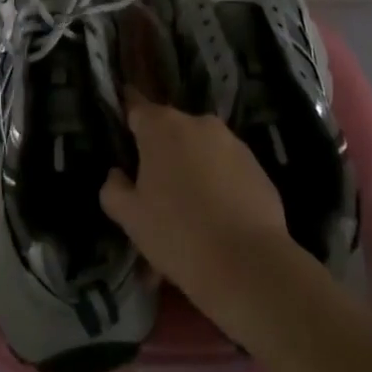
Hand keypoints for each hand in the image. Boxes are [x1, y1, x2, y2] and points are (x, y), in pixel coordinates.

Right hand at [99, 94, 297, 327]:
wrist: (249, 265)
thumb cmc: (178, 234)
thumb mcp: (131, 218)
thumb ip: (114, 189)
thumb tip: (117, 175)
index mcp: (161, 126)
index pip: (135, 106)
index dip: (127, 115)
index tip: (123, 129)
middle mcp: (197, 122)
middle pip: (171, 130)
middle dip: (162, 152)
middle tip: (156, 190)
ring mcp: (232, 142)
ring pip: (201, 150)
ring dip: (193, 168)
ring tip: (191, 212)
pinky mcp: (257, 165)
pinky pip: (228, 168)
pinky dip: (220, 184)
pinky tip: (219, 220)